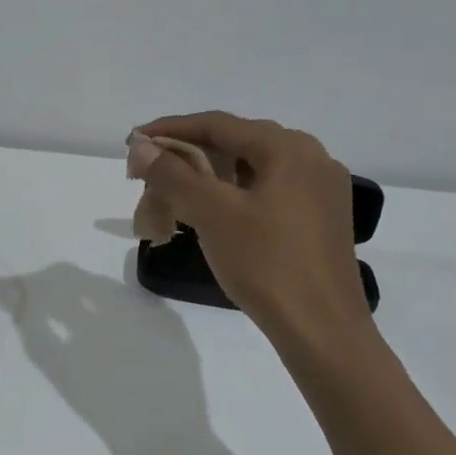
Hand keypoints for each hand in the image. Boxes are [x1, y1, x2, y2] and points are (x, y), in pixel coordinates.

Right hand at [132, 111, 373, 355]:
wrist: (321, 330)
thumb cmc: (267, 263)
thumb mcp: (212, 213)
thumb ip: (173, 173)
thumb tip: (140, 146)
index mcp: (289, 148)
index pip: (218, 124)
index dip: (170, 130)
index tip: (133, 142)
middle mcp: (310, 159)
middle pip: (235, 144)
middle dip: (186, 156)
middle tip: (148, 174)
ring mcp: (319, 191)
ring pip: (249, 170)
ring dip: (206, 178)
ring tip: (171, 196)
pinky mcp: (318, 220)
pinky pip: (265, 193)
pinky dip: (230, 197)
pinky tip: (208, 215)